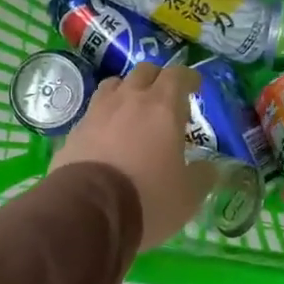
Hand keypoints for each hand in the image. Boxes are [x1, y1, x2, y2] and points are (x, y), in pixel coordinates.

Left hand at [50, 61, 217, 249]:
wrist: (87, 211)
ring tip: (133, 110)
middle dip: (158, 79)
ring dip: (127, 91)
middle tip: (166, 99)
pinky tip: (108, 134)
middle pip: (144, 72)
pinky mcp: (75, 130)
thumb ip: (202, 176)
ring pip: (114, 85)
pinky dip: (105, 116)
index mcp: (162, 107)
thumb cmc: (147, 198)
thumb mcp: (188, 195)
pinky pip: (93, 111)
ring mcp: (97, 112)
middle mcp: (129, 100)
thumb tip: (208, 168)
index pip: (178, 75)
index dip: (188, 78)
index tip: (195, 85)